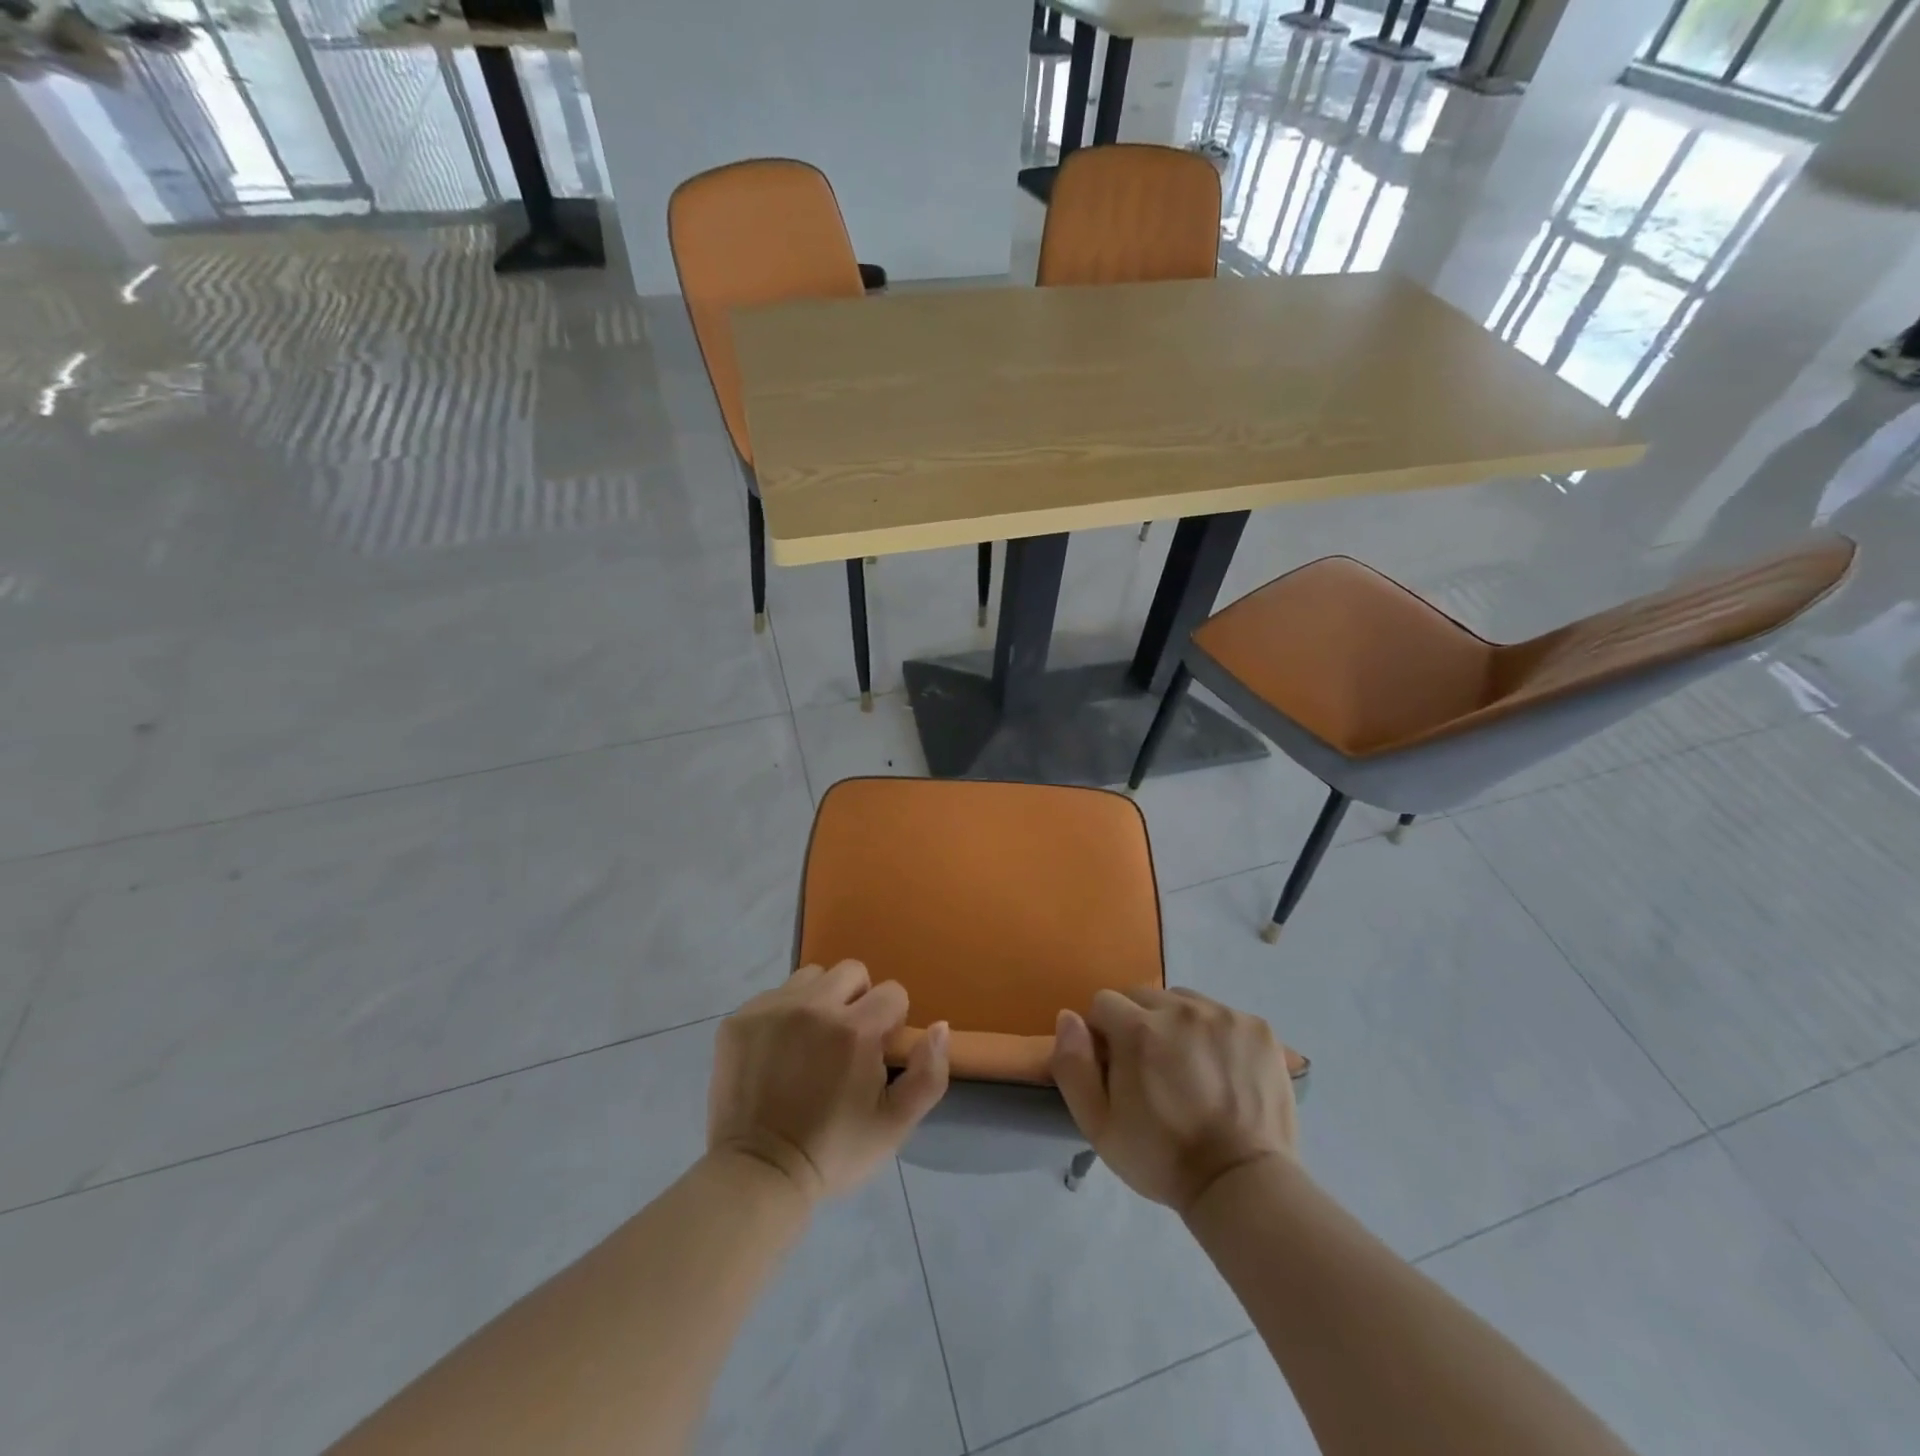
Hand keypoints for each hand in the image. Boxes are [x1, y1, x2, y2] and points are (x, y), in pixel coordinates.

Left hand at [708, 960, 949, 1200]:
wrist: (759, 1174)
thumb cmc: (834, 1152)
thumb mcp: (895, 1125)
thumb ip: (929, 1073)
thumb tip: (940, 1026)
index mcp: (855, 1030)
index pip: (892, 992)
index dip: (892, 1021)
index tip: (878, 1051)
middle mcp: (813, 1006)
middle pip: (852, 971)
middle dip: (859, 999)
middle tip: (846, 1041)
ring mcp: (772, 1009)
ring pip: (811, 977)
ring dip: (820, 1000)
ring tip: (811, 1041)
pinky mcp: (740, 1020)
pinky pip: (774, 995)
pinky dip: (784, 1013)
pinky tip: (779, 1051)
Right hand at [1051, 987, 1296, 1214]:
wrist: (1242, 1185)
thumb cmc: (1163, 1158)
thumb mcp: (1098, 1126)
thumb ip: (1073, 1066)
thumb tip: (1068, 1017)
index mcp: (1138, 1029)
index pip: (1103, 1003)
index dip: (1104, 1034)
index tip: (1117, 1067)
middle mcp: (1180, 1009)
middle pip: (1144, 997)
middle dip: (1139, 1025)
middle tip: (1153, 1070)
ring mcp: (1224, 1015)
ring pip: (1183, 1001)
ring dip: (1177, 1024)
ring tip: (1190, 1069)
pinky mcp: (1258, 1027)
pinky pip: (1222, 1014)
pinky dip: (1216, 1034)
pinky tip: (1222, 1070)